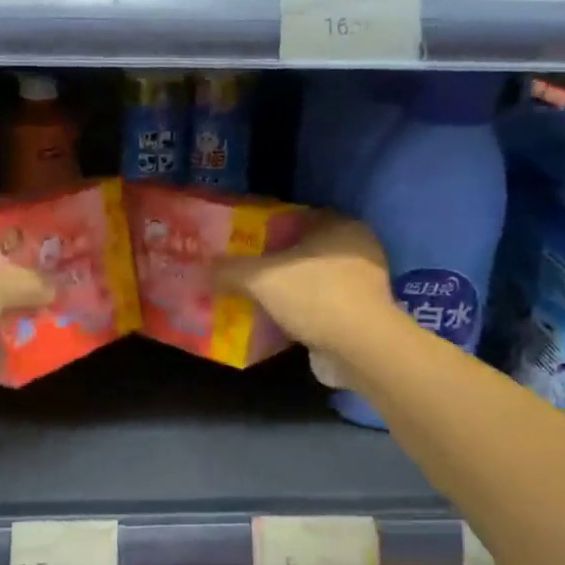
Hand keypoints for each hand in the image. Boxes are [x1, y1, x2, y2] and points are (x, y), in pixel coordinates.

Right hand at [214, 214, 394, 358]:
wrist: (360, 348)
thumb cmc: (314, 295)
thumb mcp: (261, 278)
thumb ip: (230, 270)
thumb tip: (201, 268)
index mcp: (339, 225)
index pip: (297, 216)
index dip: (267, 227)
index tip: (241, 240)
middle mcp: (357, 248)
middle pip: (304, 250)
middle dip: (275, 261)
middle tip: (243, 269)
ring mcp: (363, 284)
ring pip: (313, 280)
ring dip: (288, 289)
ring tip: (254, 297)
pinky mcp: (361, 315)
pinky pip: (321, 306)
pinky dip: (301, 312)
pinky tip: (275, 321)